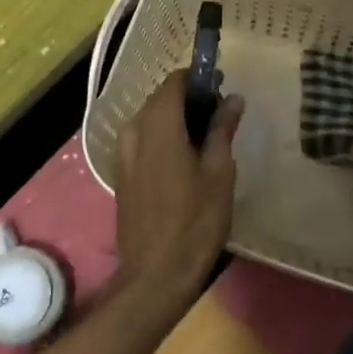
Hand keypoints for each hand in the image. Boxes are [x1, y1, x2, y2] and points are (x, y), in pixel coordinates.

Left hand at [114, 71, 244, 303]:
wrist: (155, 274)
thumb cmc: (195, 223)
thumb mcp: (219, 174)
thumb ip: (222, 130)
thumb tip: (233, 99)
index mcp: (159, 128)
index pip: (173, 83)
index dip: (197, 79)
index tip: (221, 89)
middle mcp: (134, 133)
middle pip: (158, 100)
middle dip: (186, 99)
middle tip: (218, 115)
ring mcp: (122, 154)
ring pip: (147, 120)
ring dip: (172, 119)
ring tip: (202, 138)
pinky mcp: (120, 174)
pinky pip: (139, 140)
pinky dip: (159, 137)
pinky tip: (180, 158)